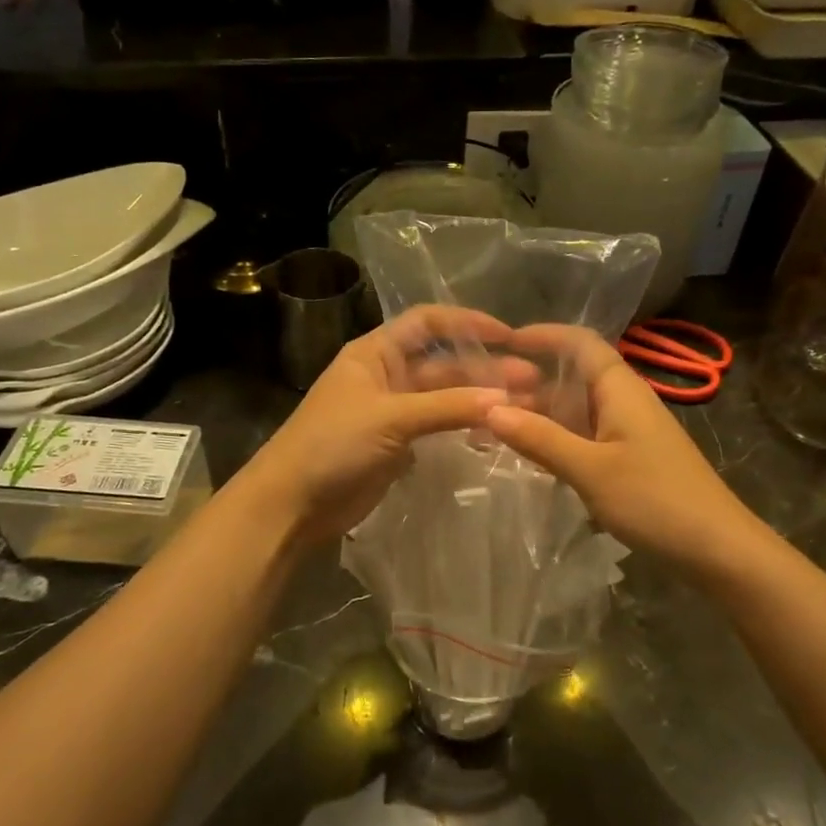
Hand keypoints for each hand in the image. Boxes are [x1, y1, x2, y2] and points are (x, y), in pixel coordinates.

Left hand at [240, 306, 526, 543]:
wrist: (292, 503)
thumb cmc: (332, 444)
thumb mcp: (390, 417)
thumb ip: (448, 407)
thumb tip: (506, 400)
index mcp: (376, 352)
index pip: (429, 323)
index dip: (468, 324)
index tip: (510, 336)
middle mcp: (388, 375)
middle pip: (444, 363)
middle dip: (486, 369)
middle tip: (533, 382)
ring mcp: (394, 412)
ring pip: (446, 397)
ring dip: (480, 399)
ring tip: (525, 406)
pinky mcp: (398, 445)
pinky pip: (439, 427)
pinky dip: (465, 426)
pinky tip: (496, 431)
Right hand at [483, 324, 758, 571]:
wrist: (718, 549)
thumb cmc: (655, 500)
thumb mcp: (590, 469)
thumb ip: (540, 438)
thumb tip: (489, 408)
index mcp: (620, 389)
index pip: (579, 342)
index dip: (542, 335)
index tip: (501, 343)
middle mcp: (624, 402)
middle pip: (572, 377)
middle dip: (529, 382)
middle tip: (481, 396)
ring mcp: (628, 432)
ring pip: (575, 411)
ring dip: (538, 415)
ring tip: (491, 427)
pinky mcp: (629, 460)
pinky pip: (584, 437)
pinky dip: (555, 440)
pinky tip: (527, 456)